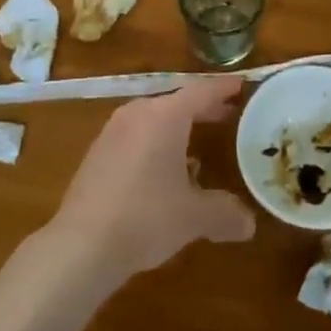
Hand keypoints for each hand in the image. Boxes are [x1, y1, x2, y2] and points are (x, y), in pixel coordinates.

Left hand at [49, 79, 254, 285]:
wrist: (81, 245)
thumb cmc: (146, 217)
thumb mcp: (195, 216)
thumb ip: (225, 213)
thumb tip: (249, 224)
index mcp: (165, 116)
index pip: (201, 91)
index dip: (224, 89)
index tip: (241, 85)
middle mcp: (138, 114)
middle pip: (177, 102)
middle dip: (203, 108)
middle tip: (227, 114)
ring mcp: (112, 132)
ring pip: (153, 119)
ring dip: (177, 127)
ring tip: (198, 142)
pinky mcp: (97, 154)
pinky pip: (136, 136)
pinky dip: (155, 142)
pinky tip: (163, 170)